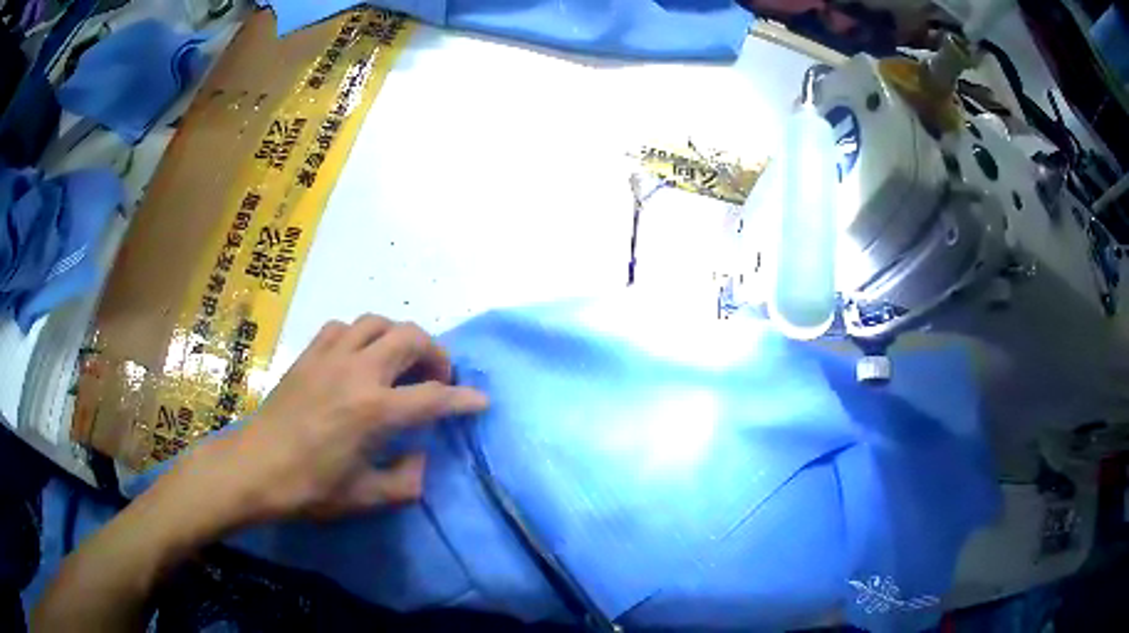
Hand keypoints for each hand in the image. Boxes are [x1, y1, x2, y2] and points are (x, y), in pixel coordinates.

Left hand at [172, 315, 488, 527]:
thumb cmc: (310, 487)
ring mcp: (330, 357)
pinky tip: (357, 358)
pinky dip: (360, 336)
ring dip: (398, 338)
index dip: (465, 399)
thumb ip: (406, 481)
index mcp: (375, 412)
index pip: (434, 398)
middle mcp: (357, 373)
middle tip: (436, 378)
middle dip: (436, 354)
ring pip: (377, 322)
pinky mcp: (309, 354)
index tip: (481, 401)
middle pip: (411, 338)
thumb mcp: (365, 498)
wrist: (256, 467)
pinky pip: (343, 327)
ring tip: (399, 362)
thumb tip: (421, 458)